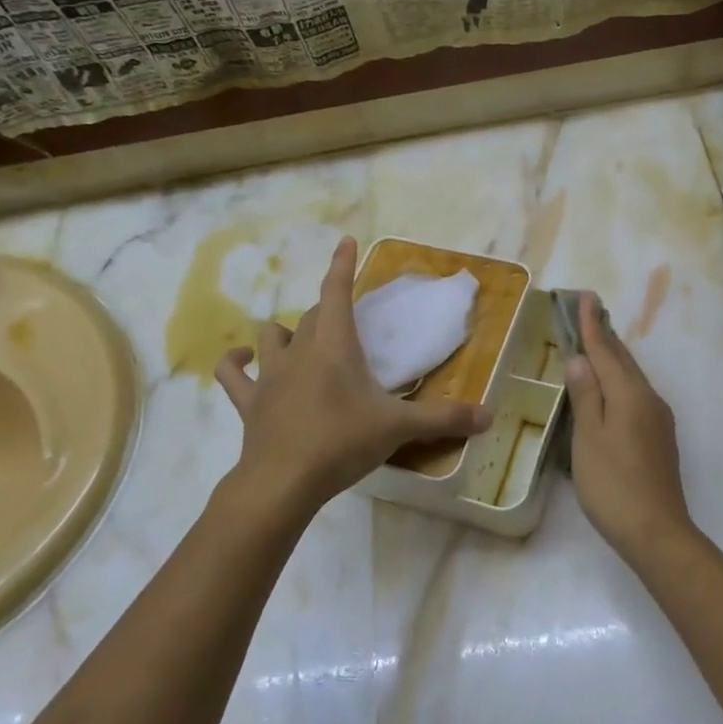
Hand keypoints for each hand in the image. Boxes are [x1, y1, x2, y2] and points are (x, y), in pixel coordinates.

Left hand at [215, 237, 493, 511]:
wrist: (282, 482)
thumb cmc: (342, 443)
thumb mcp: (399, 428)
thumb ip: (444, 419)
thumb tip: (489, 415)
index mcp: (335, 346)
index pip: (337, 293)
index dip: (342, 265)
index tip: (345, 241)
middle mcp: (299, 351)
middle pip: (311, 317)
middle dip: (328, 312)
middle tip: (347, 325)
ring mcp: (269, 375)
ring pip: (272, 336)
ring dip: (286, 333)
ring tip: (300, 342)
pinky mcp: (249, 401)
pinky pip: (233, 373)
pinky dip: (236, 361)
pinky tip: (242, 359)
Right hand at [563, 291, 696, 559]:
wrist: (656, 531)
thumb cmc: (613, 484)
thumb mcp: (589, 439)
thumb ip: (585, 396)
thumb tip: (580, 359)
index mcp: (629, 395)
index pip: (605, 351)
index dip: (591, 326)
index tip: (584, 298)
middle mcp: (649, 399)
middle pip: (623, 360)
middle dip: (604, 336)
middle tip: (588, 313)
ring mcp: (658, 419)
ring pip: (632, 377)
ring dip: (613, 358)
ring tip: (595, 344)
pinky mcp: (660, 437)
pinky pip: (636, 395)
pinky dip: (619, 381)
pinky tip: (610, 389)